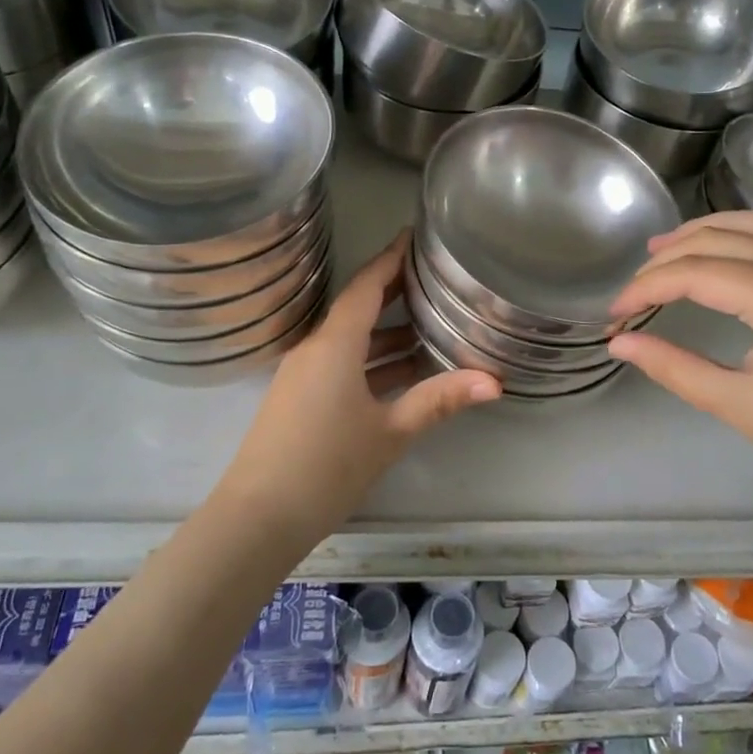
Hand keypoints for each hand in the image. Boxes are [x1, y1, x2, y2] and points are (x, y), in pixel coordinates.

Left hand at [221, 231, 499, 525]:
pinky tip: (402, 372)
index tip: (414, 236)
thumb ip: (440, 400)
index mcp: (335, 344)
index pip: (367, 285)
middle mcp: (315, 348)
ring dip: (387, 333)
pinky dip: (371, 360)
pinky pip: (340, 363)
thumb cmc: (327, 465)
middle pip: (358, 307)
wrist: (258, 517)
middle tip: (435, 279)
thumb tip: (495, 382)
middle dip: (395, 292)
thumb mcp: (391, 432)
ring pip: (351, 339)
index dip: (391, 258)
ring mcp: (303, 374)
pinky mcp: (299, 397)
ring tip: (431, 327)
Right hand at [606, 211, 752, 503]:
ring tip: (663, 249)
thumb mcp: (737, 404)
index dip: (647, 287)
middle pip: (719, 238)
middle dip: (668, 258)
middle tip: (632, 286)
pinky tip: (719, 252)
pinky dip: (738, 235)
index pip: (696, 272)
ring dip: (703, 233)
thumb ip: (672, 366)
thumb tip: (619, 342)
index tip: (614, 313)